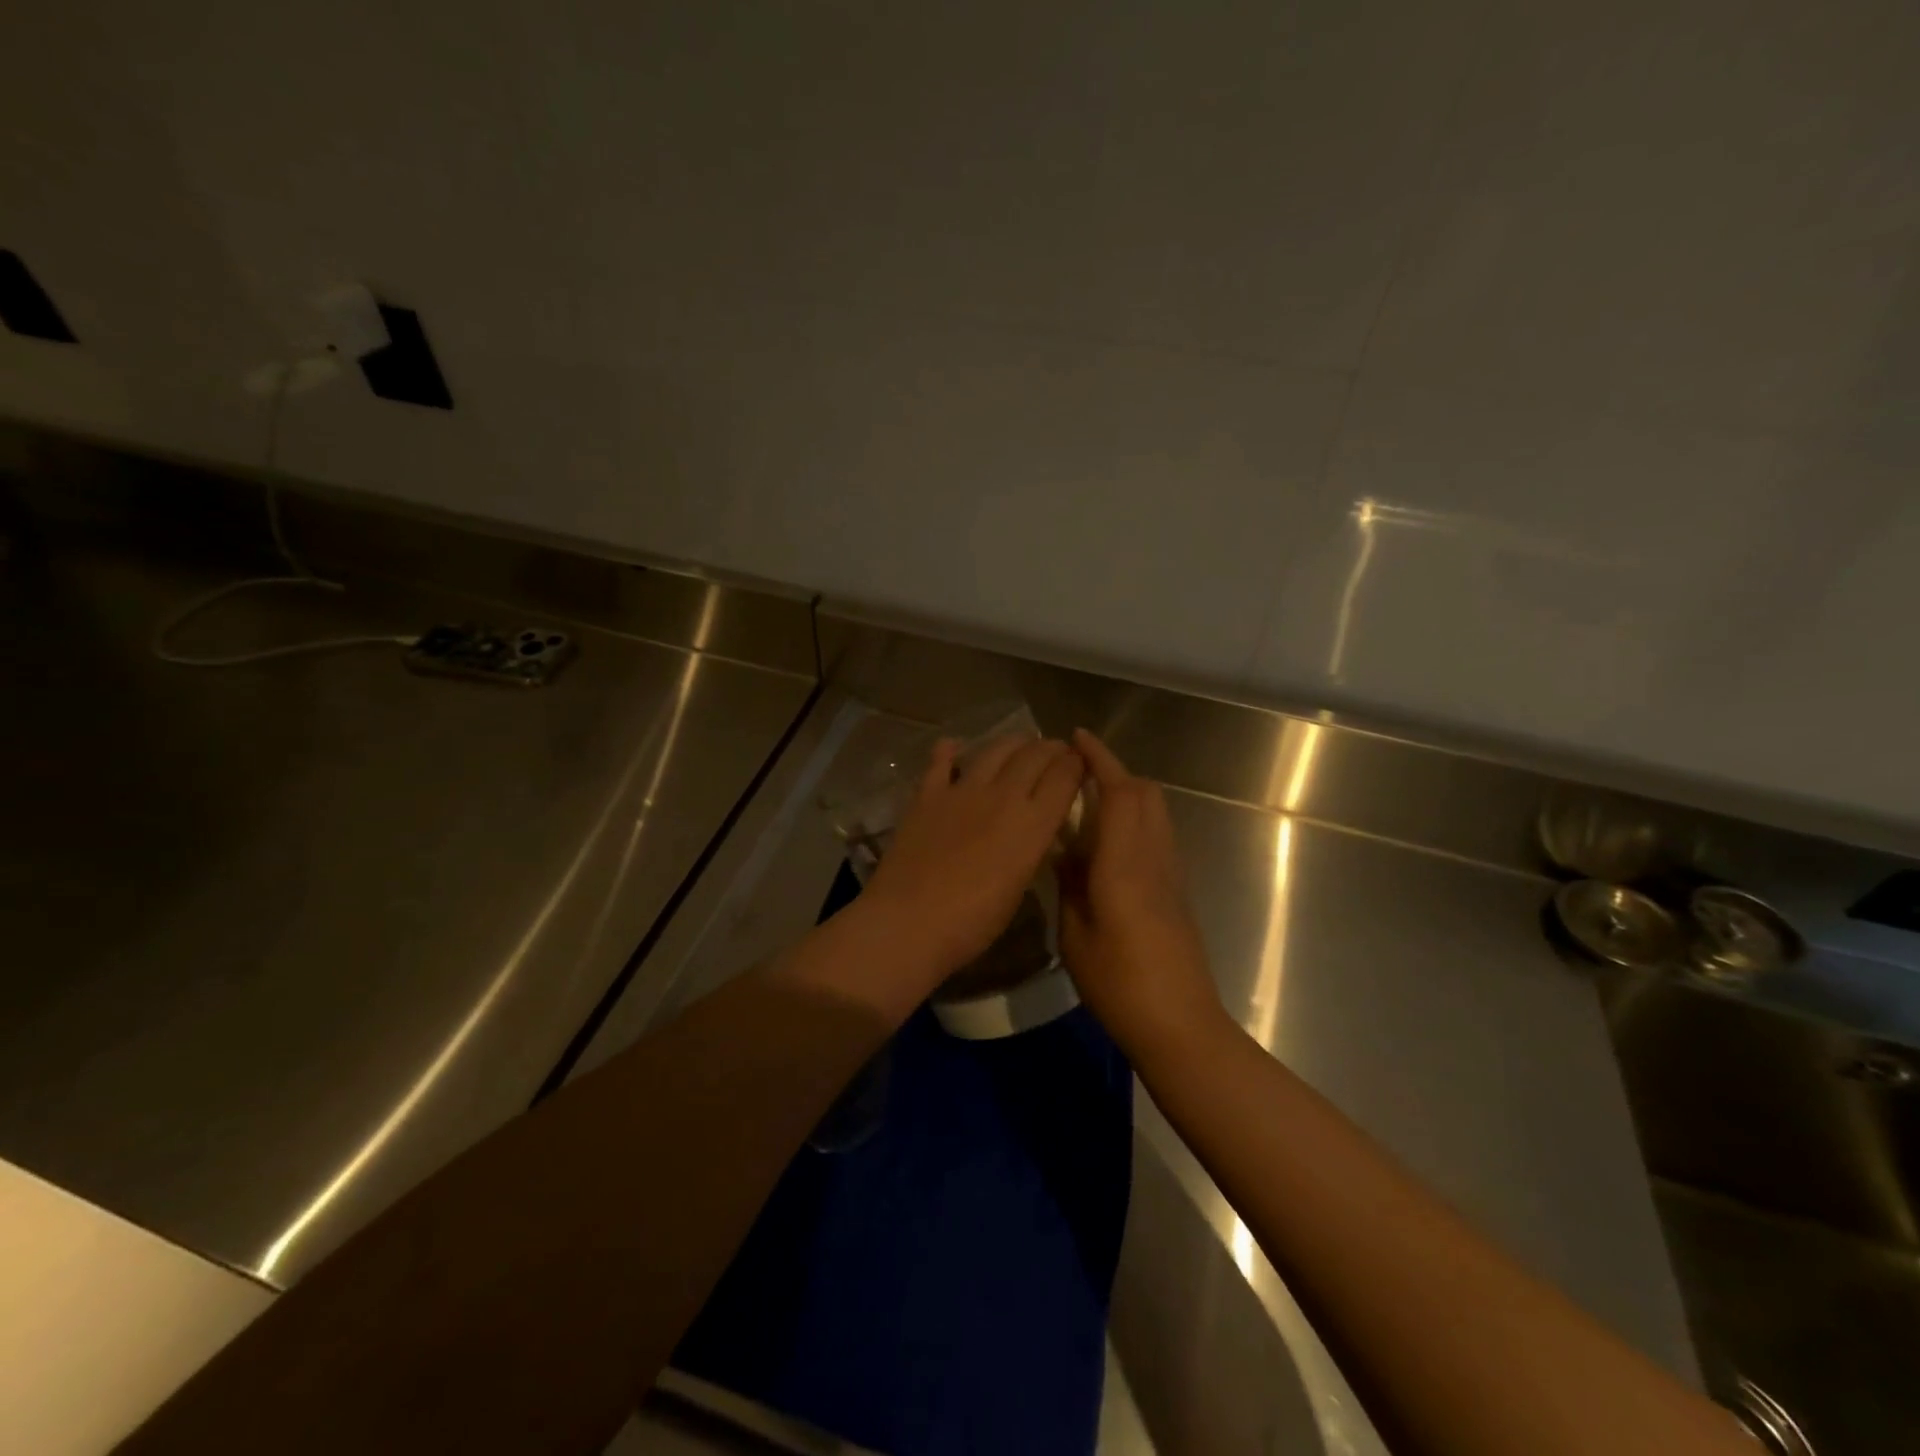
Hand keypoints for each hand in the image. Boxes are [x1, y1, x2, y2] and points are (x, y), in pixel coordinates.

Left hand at [860, 733, 1085, 986]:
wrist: (910, 920)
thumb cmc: (973, 922)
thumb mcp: (1019, 886)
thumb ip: (1031, 848)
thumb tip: (1033, 828)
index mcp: (1032, 823)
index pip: (1065, 777)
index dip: (1076, 763)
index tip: (1080, 762)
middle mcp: (1003, 796)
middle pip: (1034, 755)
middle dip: (1050, 748)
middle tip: (1055, 750)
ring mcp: (962, 790)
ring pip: (994, 750)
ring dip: (1012, 743)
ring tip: (1019, 744)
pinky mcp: (927, 794)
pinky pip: (940, 762)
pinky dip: (949, 751)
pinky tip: (953, 746)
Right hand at [1059, 730, 1224, 1061]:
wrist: (1179, 1023)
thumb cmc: (1119, 983)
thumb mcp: (1075, 934)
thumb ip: (1070, 883)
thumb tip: (1064, 851)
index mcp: (1124, 863)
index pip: (1118, 792)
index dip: (1099, 760)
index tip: (1076, 738)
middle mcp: (1154, 856)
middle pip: (1144, 793)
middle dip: (1114, 771)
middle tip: (1076, 773)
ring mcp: (1170, 872)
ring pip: (1155, 812)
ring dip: (1126, 794)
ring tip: (1087, 803)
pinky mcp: (1176, 890)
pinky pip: (1156, 835)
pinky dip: (1133, 820)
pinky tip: (1105, 844)